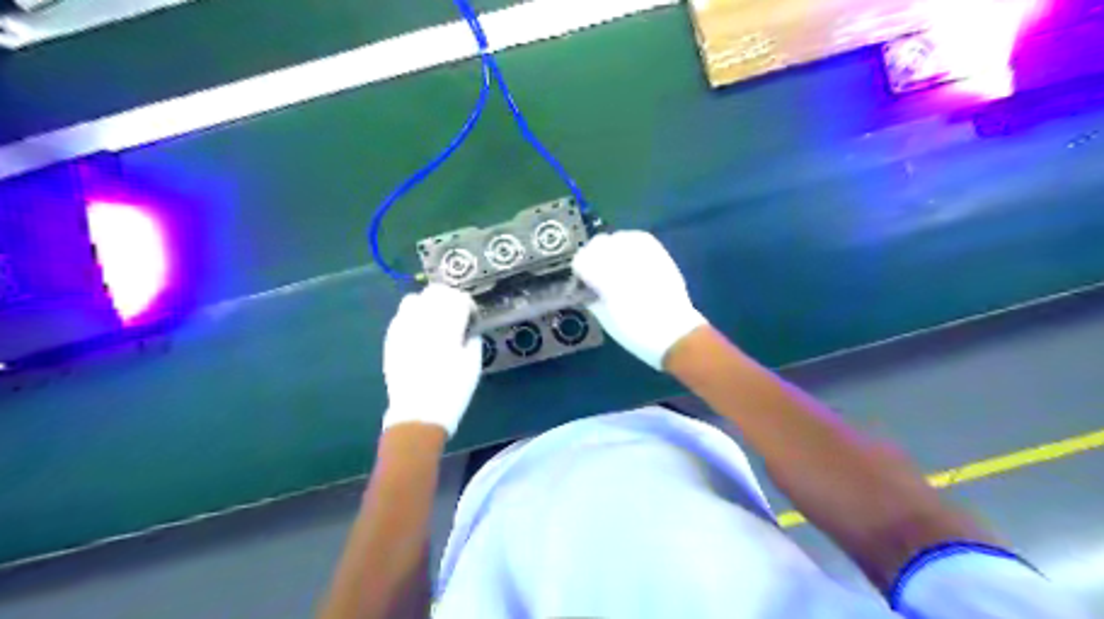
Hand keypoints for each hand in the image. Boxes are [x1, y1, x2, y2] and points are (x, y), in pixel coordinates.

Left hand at [383, 283, 481, 433]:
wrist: (417, 415)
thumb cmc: (452, 392)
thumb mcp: (473, 366)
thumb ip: (473, 340)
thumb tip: (469, 330)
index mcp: (447, 327)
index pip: (458, 298)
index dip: (468, 304)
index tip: (472, 317)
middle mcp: (422, 321)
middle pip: (435, 291)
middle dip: (449, 298)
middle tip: (456, 313)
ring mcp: (403, 328)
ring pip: (414, 299)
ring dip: (428, 303)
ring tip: (435, 320)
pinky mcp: (391, 339)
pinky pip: (400, 316)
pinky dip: (412, 316)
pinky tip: (420, 331)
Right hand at [573, 231, 701, 367]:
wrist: (674, 332)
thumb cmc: (635, 332)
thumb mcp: (605, 318)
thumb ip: (590, 296)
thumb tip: (584, 286)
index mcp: (607, 279)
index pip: (581, 260)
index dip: (579, 271)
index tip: (582, 282)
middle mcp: (624, 260)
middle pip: (597, 243)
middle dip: (593, 257)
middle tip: (596, 274)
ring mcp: (644, 254)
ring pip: (617, 237)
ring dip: (611, 249)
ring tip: (614, 265)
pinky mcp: (659, 253)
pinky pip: (638, 238)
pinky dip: (629, 244)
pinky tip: (629, 257)